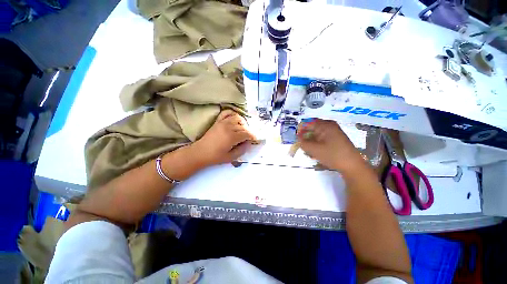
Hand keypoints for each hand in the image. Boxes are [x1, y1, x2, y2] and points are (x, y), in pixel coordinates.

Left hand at [193, 109, 255, 166]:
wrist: (200, 152)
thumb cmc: (215, 157)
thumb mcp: (231, 157)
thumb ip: (242, 150)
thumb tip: (249, 143)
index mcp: (232, 137)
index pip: (247, 133)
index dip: (252, 136)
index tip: (254, 139)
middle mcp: (228, 127)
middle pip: (243, 126)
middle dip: (248, 131)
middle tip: (248, 137)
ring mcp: (222, 122)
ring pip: (237, 118)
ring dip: (242, 122)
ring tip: (242, 129)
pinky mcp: (217, 121)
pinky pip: (226, 113)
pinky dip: (232, 113)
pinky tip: (234, 119)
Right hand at [297, 119, 366, 174]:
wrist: (352, 165)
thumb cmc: (332, 155)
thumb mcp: (314, 149)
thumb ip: (303, 142)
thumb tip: (298, 137)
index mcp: (325, 125)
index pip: (307, 123)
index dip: (300, 130)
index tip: (297, 139)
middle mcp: (330, 126)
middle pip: (312, 128)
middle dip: (306, 137)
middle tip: (303, 146)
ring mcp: (333, 132)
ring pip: (316, 134)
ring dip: (311, 142)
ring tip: (309, 152)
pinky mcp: (335, 138)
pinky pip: (322, 138)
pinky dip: (317, 144)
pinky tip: (316, 152)